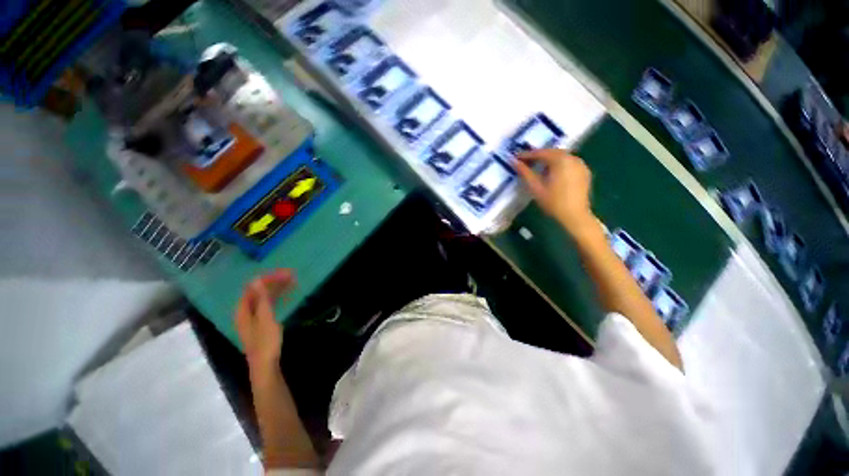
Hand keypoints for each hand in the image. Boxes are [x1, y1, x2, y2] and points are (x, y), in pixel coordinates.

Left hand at [235, 269, 295, 368]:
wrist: (266, 365)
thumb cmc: (265, 341)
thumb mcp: (265, 318)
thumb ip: (261, 299)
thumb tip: (256, 280)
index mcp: (243, 310)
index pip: (252, 288)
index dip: (267, 279)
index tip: (284, 273)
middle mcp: (246, 312)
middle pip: (259, 292)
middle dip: (274, 283)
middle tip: (291, 276)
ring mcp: (254, 318)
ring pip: (264, 298)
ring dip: (277, 289)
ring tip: (292, 282)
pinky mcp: (262, 323)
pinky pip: (268, 305)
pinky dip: (277, 298)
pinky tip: (287, 296)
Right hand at [516, 150, 597, 237]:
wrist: (575, 216)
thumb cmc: (553, 202)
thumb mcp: (536, 187)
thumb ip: (525, 172)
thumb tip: (514, 161)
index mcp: (561, 160)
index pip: (541, 153)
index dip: (527, 155)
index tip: (516, 157)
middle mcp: (573, 158)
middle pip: (552, 152)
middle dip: (539, 156)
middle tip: (526, 162)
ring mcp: (580, 164)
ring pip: (561, 157)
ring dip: (549, 160)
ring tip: (538, 168)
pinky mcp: (584, 172)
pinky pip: (569, 163)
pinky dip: (559, 164)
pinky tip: (552, 174)